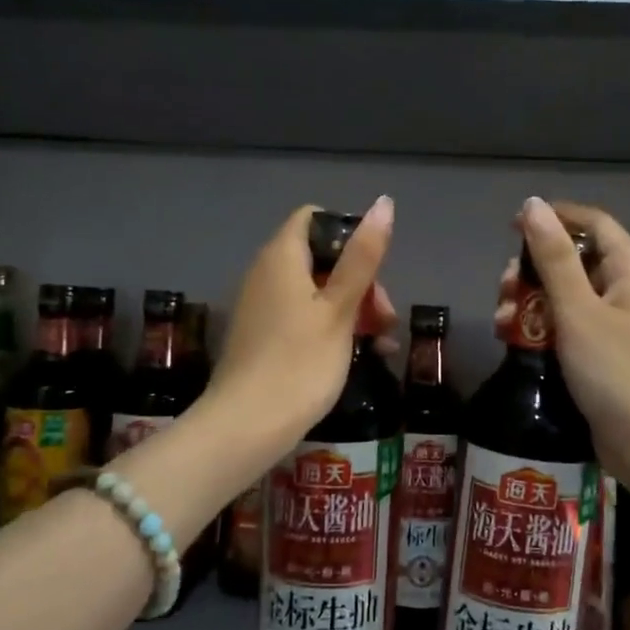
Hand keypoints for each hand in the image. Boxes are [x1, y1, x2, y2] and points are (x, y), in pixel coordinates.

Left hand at [210, 198, 397, 451]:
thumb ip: (363, 256)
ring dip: (353, 308)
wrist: (245, 428)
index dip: (348, 233)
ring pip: (317, 291)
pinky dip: (332, 326)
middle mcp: (266, 274)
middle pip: (320, 258)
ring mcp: (263, 307)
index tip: (374, 267)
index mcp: (281, 257)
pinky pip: (303, 316)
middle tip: (384, 317)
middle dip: (360, 281)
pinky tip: (361, 353)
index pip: (314, 219)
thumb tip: (383, 202)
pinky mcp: (264, 336)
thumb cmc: (299, 363)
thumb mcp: (340, 308)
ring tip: (381, 341)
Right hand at [496, 197, 629, 495]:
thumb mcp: (579, 310)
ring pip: (563, 298)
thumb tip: (533, 205)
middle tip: (504, 289)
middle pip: (572, 261)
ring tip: (502, 323)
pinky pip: (564, 330)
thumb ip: (553, 258)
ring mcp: (612, 327)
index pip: (592, 223)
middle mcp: (623, 291)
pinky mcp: (599, 358)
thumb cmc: (619, 371)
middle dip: (531, 270)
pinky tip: (512, 343)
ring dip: (529, 303)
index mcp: (628, 270)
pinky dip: (538, 331)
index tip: (512, 226)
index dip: (554, 217)